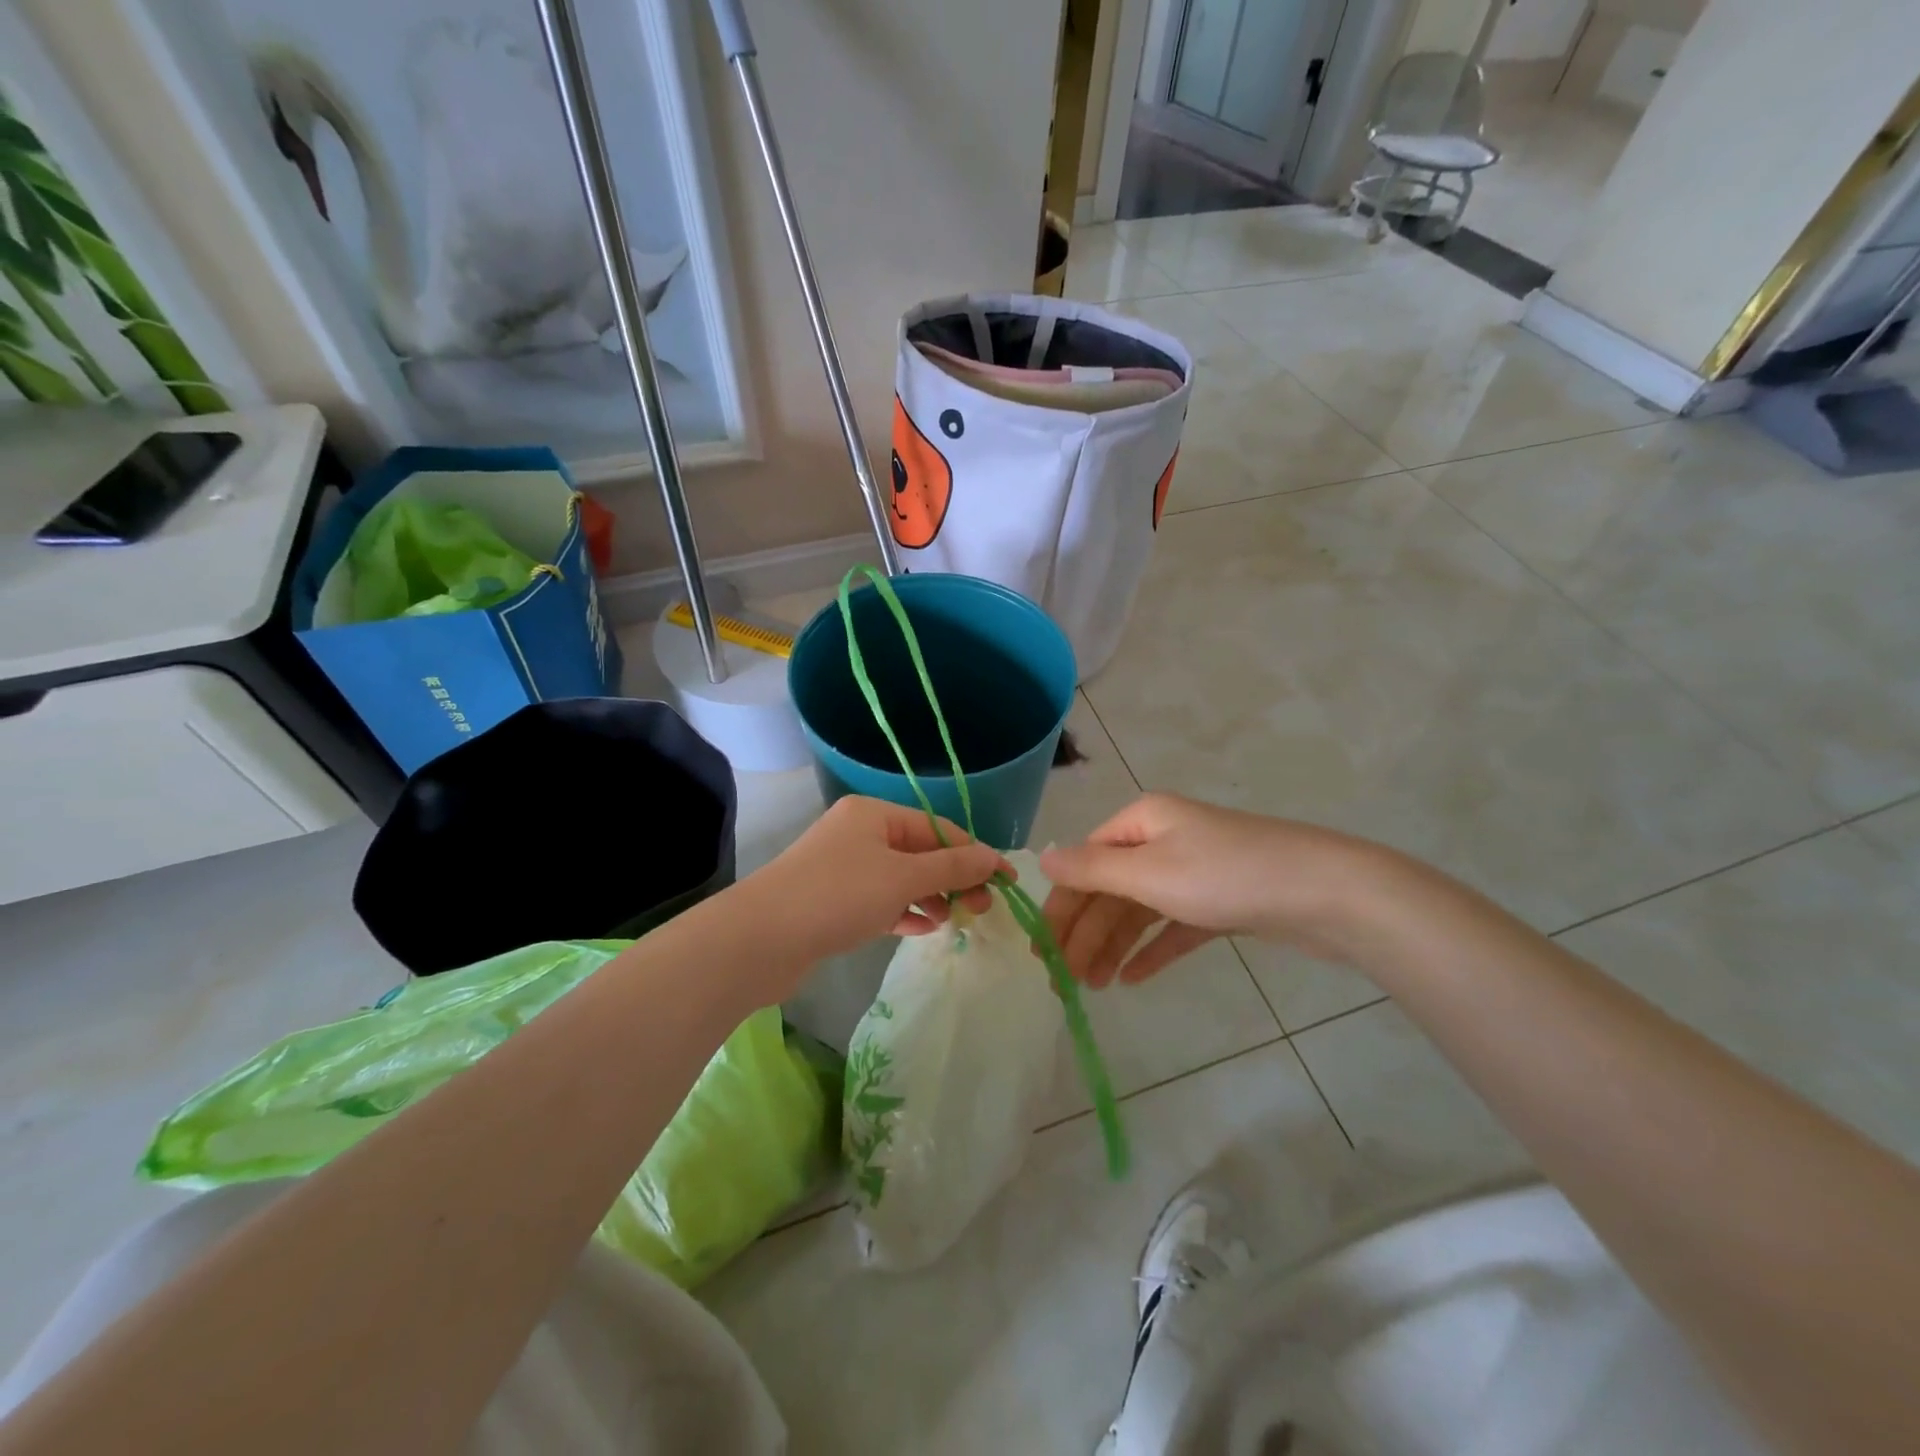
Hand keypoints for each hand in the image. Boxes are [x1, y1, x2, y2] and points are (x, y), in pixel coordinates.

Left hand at [748, 796, 1010, 963]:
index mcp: (875, 814)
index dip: (976, 854)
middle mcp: (859, 833)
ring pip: (901, 878)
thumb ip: (952, 867)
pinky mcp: (833, 901)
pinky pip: (881, 901)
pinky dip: (904, 911)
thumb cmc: (838, 895)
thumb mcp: (902, 877)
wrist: (760, 939)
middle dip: (954, 878)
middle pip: (921, 852)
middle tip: (981, 909)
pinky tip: (923, 928)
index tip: (1006, 882)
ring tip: (955, 921)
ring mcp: (844, 868)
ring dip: (931, 896)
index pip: (938, 828)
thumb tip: (994, 858)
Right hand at [1039, 793, 1390, 986]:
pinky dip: (1152, 948)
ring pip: (1140, 909)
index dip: (1062, 906)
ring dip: (1114, 945)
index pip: (1085, 862)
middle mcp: (1164, 838)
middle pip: (1111, 888)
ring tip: (1095, 987)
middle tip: (1065, 981)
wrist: (1327, 892)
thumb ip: (1092, 870)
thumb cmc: (1226, 876)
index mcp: (1143, 821)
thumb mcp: (1150, 872)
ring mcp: (1195, 869)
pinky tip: (1133, 979)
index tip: (1042, 951)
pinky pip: (1174, 924)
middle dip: (1086, 933)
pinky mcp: (1222, 899)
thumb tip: (1041, 859)